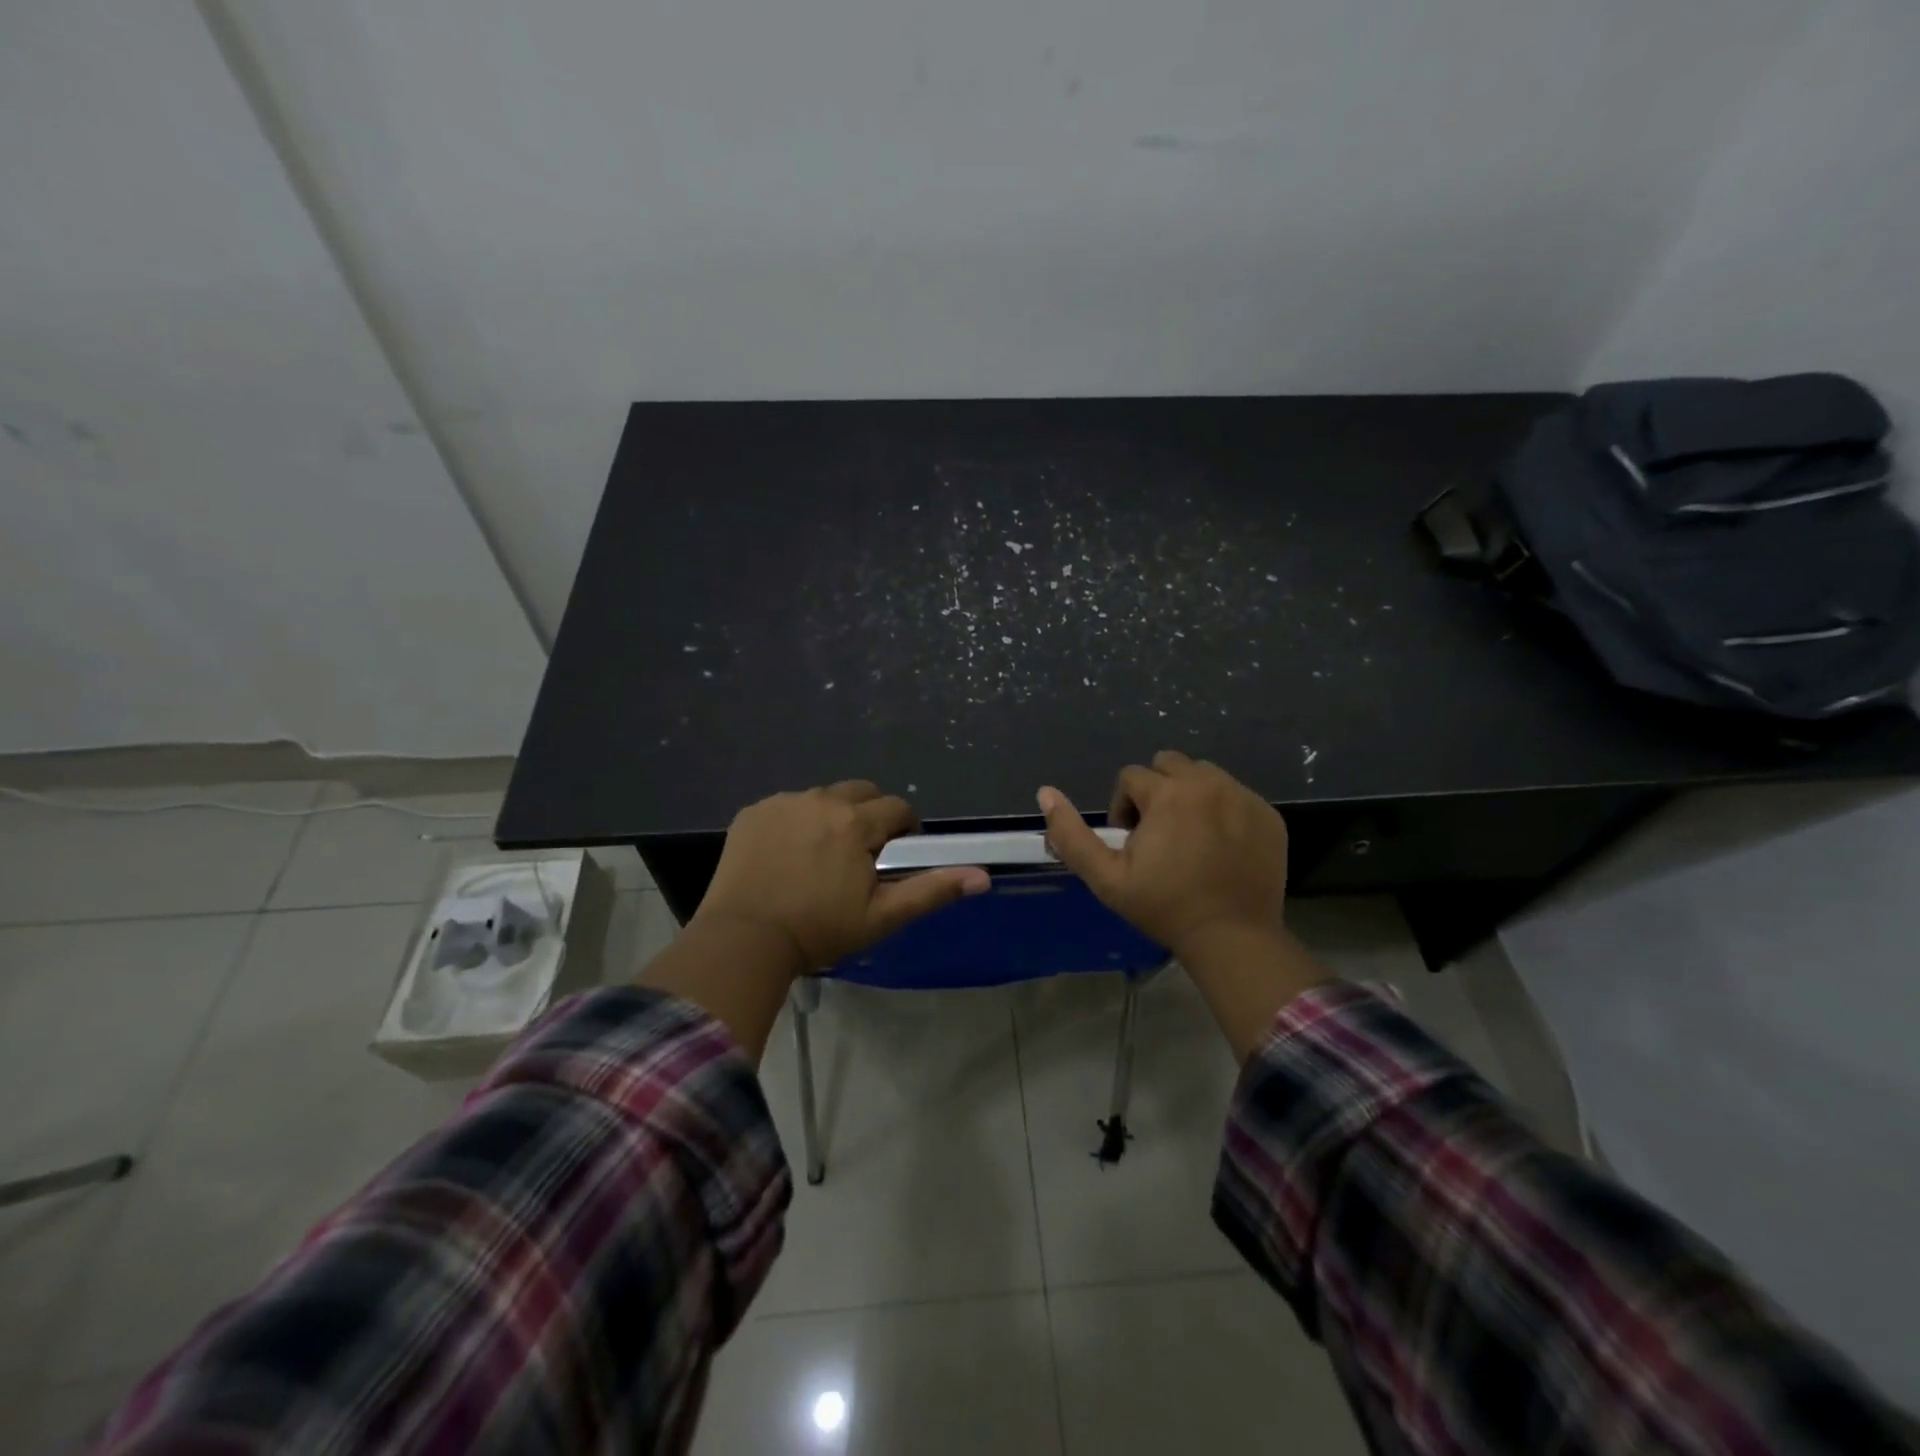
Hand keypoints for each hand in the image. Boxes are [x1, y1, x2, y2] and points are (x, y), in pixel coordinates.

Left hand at [691, 780, 989, 971]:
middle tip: (861, 856)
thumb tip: (983, 876)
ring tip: (822, 857)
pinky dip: (796, 822)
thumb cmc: (819, 930)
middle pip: (861, 792)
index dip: (904, 831)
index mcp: (856, 822)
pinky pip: (787, 806)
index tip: (894, 858)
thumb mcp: (882, 916)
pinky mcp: (753, 812)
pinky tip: (788, 855)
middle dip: (870, 816)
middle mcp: (821, 799)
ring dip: (833, 817)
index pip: (897, 809)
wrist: (744, 939)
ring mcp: (783, 803)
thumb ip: (933, 890)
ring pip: (824, 797)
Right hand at [1037, 751, 1289, 959]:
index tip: (1131, 844)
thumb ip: (1070, 834)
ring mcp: (1243, 796)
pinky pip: (1235, 795)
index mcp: (1168, 793)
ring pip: (1204, 775)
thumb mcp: (1106, 877)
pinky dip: (1222, 810)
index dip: (1123, 808)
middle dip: (1156, 791)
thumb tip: (1045, 792)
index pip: (1131, 777)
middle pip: (1169, 764)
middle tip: (1158, 835)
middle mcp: (1208, 783)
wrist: (1232, 937)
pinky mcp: (1268, 814)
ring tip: (1188, 837)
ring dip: (1189, 795)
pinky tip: (1219, 847)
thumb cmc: (1164, 907)